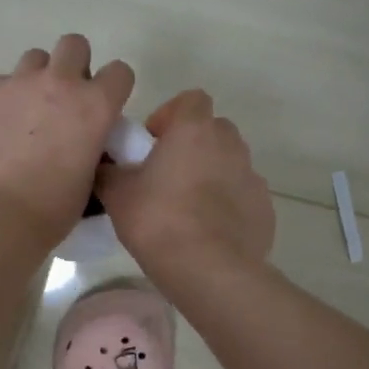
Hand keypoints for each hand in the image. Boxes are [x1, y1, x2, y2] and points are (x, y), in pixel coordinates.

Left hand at [0, 35, 134, 248]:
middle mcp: (59, 82)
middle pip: (73, 44)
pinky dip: (1, 102)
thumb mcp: (91, 175)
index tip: (103, 104)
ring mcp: (17, 83)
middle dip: (73, 64)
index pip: (119, 71)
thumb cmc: (53, 207)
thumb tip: (86, 138)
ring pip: (33, 59)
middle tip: (63, 97)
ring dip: (35, 79)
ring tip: (26, 113)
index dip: (112, 87)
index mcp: (95, 104)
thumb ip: (93, 143)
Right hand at [97, 89, 274, 281]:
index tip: (152, 143)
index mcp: (194, 130)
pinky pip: (242, 196)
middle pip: (213, 130)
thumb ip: (109, 172)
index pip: (191, 99)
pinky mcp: (264, 208)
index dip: (170, 114)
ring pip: (230, 163)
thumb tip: (104, 166)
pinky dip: (228, 205)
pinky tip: (209, 231)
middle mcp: (229, 145)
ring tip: (187, 207)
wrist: (209, 270)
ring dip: (211, 174)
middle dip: (192, 145)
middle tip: (167, 175)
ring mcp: (252, 176)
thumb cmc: (158, 221)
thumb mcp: (117, 195)